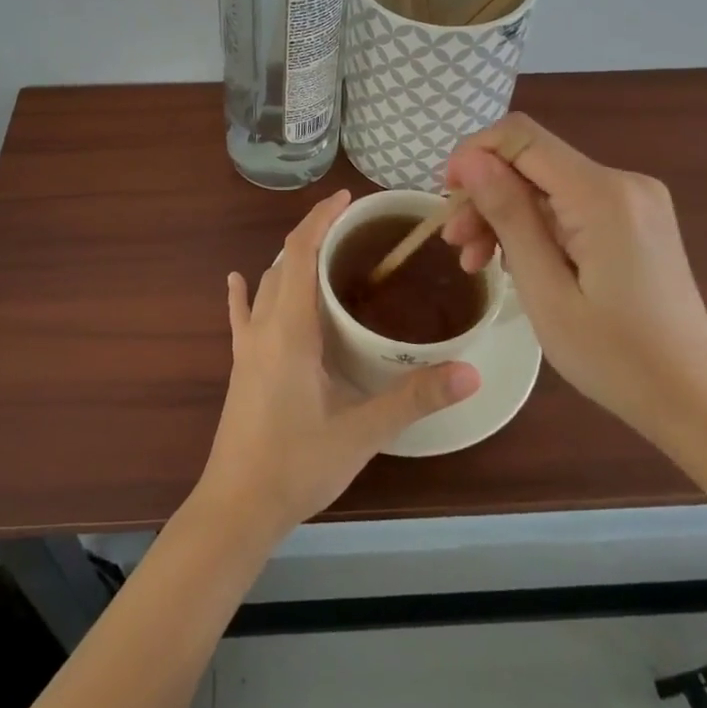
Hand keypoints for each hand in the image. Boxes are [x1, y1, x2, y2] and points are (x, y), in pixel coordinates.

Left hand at [191, 188, 479, 546]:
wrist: (236, 508)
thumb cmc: (297, 465)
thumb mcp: (362, 432)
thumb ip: (414, 399)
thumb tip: (470, 372)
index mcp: (290, 329)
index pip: (300, 253)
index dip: (321, 219)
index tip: (347, 199)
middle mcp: (264, 327)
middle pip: (284, 262)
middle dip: (313, 235)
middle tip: (352, 228)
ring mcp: (246, 347)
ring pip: (266, 285)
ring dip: (290, 261)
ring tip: (323, 252)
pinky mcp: (240, 366)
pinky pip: (242, 316)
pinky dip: (245, 292)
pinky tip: (238, 280)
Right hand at [441, 113, 706, 442]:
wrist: (695, 399)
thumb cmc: (616, 357)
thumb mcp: (546, 291)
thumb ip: (509, 216)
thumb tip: (471, 160)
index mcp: (602, 195)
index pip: (521, 137)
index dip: (474, 154)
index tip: (446, 196)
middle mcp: (622, 182)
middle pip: (531, 162)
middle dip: (485, 194)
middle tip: (454, 245)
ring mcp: (632, 200)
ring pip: (545, 184)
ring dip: (504, 214)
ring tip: (475, 262)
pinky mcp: (633, 218)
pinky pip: (568, 204)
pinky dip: (534, 226)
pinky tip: (512, 262)